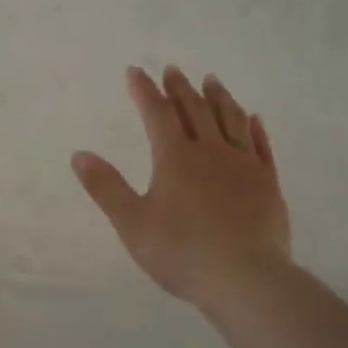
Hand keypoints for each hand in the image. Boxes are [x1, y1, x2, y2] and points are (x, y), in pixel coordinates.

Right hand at [72, 66, 290, 309]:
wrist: (246, 278)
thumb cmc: (182, 252)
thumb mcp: (132, 223)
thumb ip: (106, 187)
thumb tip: (79, 154)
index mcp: (175, 158)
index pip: (156, 114)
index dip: (144, 91)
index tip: (135, 71)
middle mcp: (211, 151)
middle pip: (194, 110)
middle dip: (180, 88)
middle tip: (173, 69)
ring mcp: (244, 165)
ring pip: (230, 120)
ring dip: (219, 98)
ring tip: (212, 81)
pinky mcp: (268, 183)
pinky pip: (261, 145)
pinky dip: (254, 127)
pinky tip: (253, 118)